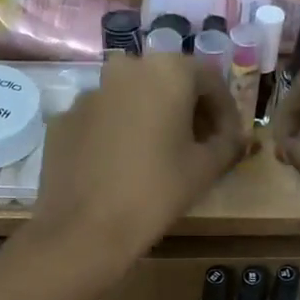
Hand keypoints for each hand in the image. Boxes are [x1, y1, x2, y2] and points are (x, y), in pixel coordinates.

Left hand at [29, 54, 246, 268]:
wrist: (85, 230)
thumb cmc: (156, 193)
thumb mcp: (205, 169)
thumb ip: (228, 143)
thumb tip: (237, 137)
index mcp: (166, 71)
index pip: (209, 80)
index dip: (225, 111)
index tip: (229, 139)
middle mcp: (124, 69)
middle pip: (167, 83)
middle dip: (187, 111)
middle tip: (198, 145)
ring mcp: (88, 94)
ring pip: (131, 99)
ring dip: (150, 120)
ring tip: (158, 156)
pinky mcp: (63, 121)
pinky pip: (101, 120)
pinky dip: (117, 134)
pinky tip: (121, 167)